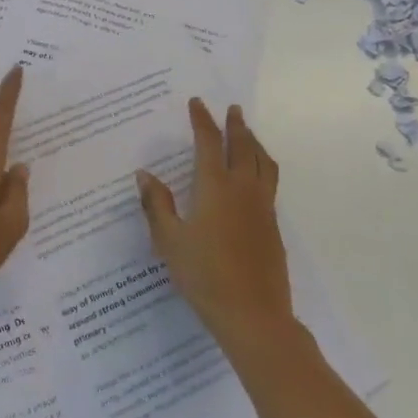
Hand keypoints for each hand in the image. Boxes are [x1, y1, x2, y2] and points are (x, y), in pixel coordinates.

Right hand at [136, 99, 293, 348]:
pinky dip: (263, 165)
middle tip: (232, 109)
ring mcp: (263, 207)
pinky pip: (270, 182)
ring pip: (263, 162)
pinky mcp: (273, 226)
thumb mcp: (169, 240)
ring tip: (249, 134)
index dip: (202, 120)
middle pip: (243, 146)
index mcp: (215, 186)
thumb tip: (144, 174)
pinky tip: (256, 177)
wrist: (253, 314)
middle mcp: (243, 189)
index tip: (197, 103)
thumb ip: (157, 204)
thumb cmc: (204, 275)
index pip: (209, 142)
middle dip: (235, 125)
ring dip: (254, 142)